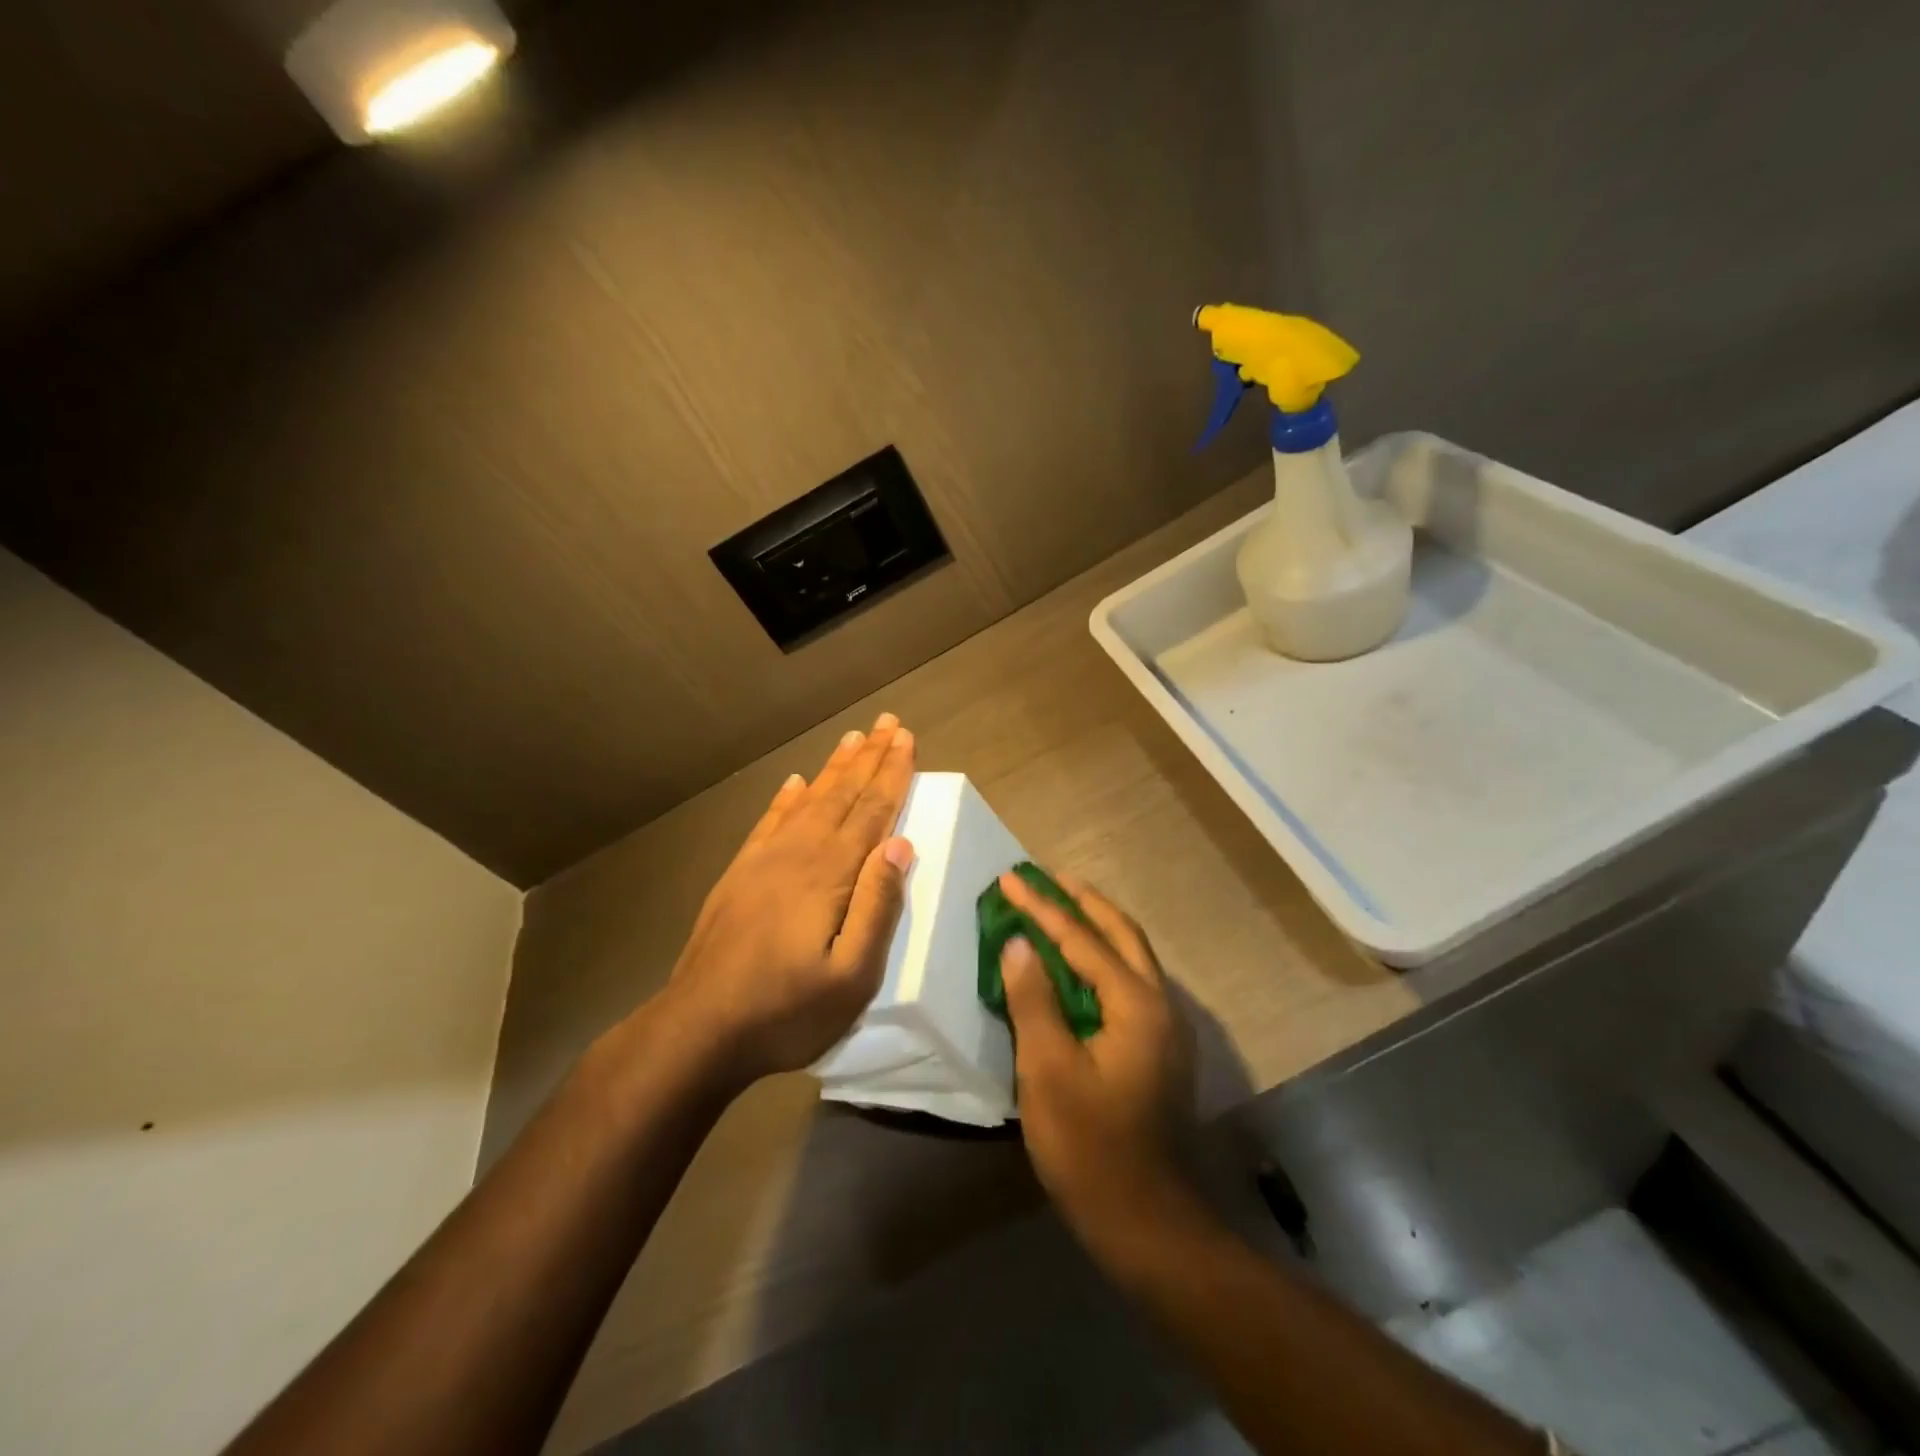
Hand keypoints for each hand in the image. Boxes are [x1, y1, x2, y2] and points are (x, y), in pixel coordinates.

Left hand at [661, 713, 916, 1087]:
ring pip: (809, 800)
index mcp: (831, 874)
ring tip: (852, 738)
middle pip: (842, 794)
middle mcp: (799, 853)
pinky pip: (770, 821)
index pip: (872, 811)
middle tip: (888, 722)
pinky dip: (787, 797)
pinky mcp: (740, 874)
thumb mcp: (852, 976)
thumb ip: (878, 906)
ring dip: (834, 768)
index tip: (907, 738)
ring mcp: (765, 861)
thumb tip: (900, 844)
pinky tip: (795, 782)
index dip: (893, 773)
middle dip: (869, 757)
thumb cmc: (787, 1010)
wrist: (699, 1028)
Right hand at [997, 870, 1193, 1236]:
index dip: (1042, 907)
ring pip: (1130, 955)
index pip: (1081, 939)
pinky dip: (1102, 957)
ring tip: (1061, 905)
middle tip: (1047, 876)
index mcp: (1135, 1003)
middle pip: (1120, 933)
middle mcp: (1159, 1003)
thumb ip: (1033, 999)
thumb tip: (1018, 942)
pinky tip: (1079, 964)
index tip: (1010, 878)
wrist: (1145, 1220)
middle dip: (1082, 901)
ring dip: (1095, 925)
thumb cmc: (1089, 1145)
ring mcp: (1165, 1027)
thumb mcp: (1048, 1070)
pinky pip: (1129, 981)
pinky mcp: (1158, 1047)